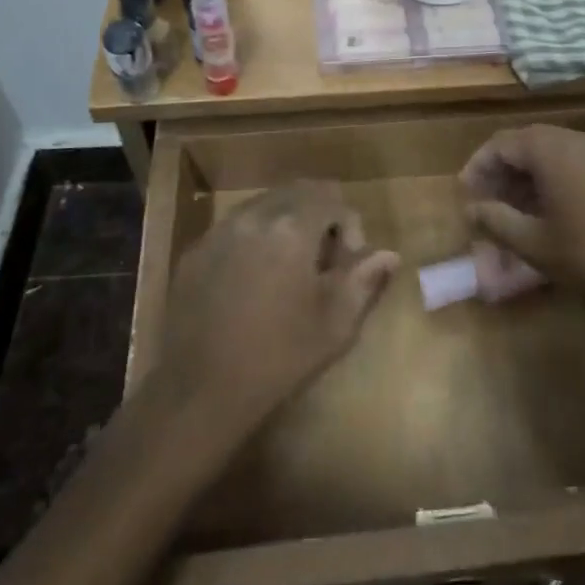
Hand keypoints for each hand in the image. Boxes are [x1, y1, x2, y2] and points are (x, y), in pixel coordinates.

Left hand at [155, 183, 399, 435]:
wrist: (200, 391)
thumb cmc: (278, 358)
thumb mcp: (335, 323)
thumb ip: (364, 279)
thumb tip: (389, 254)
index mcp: (291, 228)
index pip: (332, 199)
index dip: (349, 227)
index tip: (347, 266)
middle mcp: (254, 216)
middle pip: (297, 193)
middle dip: (319, 216)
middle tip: (323, 261)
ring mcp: (219, 231)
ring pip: (264, 205)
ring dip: (287, 224)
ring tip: (290, 269)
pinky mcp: (195, 251)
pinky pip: (235, 227)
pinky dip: (255, 238)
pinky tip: (253, 281)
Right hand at [461, 126, 584, 333]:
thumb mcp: (533, 243)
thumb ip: (495, 219)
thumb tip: (471, 208)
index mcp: (553, 149)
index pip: (502, 143)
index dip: (479, 166)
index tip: (465, 193)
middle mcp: (581, 139)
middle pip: (530, 144)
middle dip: (504, 171)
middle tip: (487, 202)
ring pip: (556, 154)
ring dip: (531, 176)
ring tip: (515, 211)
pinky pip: (581, 165)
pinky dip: (559, 180)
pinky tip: (553, 213)